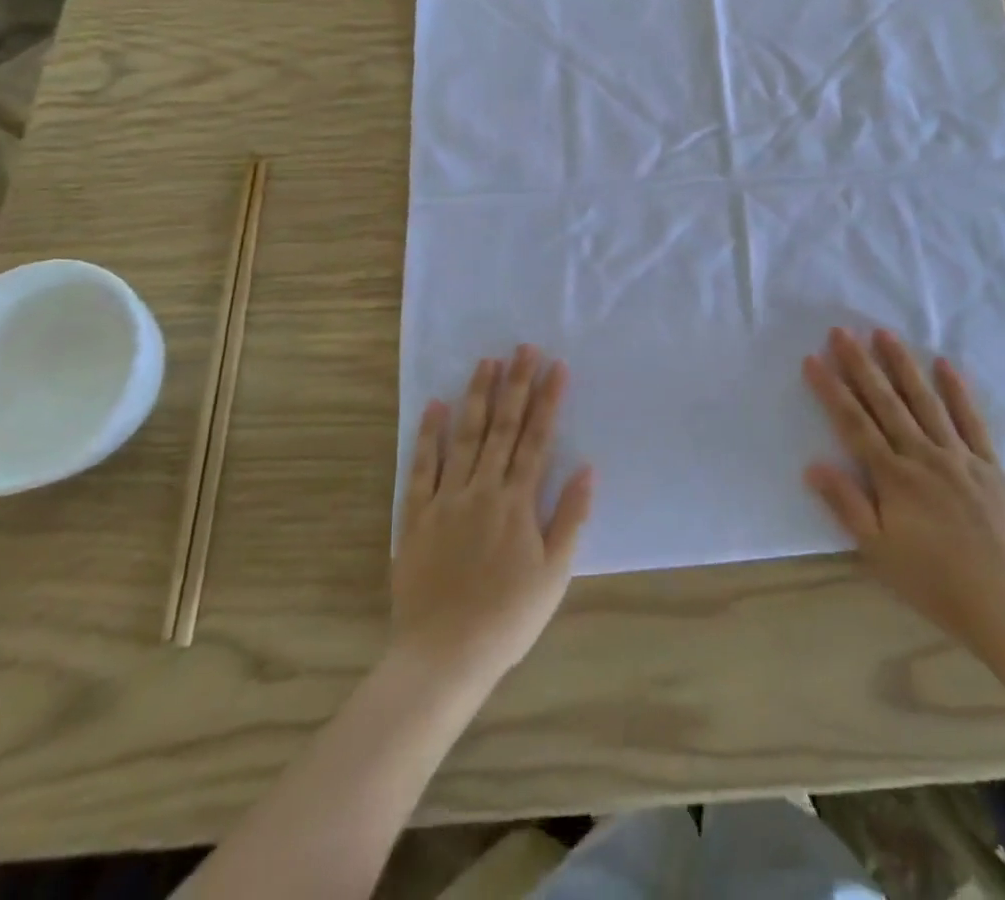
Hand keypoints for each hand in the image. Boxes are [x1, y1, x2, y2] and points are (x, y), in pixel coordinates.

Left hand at [393, 346, 592, 689]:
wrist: (444, 656)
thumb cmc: (508, 617)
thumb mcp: (555, 573)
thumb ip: (571, 517)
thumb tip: (587, 468)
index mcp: (518, 502)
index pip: (537, 439)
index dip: (548, 400)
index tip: (556, 366)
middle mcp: (483, 490)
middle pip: (503, 428)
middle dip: (516, 385)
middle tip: (523, 348)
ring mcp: (447, 500)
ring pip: (464, 437)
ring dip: (477, 397)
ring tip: (486, 363)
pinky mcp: (416, 516)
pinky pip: (421, 468)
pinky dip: (428, 436)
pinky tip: (434, 407)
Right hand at [804, 328, 1004, 653]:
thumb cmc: (935, 583)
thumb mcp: (879, 552)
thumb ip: (847, 505)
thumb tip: (813, 464)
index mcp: (893, 477)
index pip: (853, 423)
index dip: (831, 390)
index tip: (813, 359)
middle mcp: (923, 455)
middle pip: (885, 402)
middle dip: (860, 365)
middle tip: (841, 331)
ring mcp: (959, 456)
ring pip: (925, 401)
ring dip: (902, 365)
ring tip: (884, 333)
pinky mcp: (989, 465)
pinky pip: (971, 420)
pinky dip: (957, 391)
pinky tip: (945, 364)